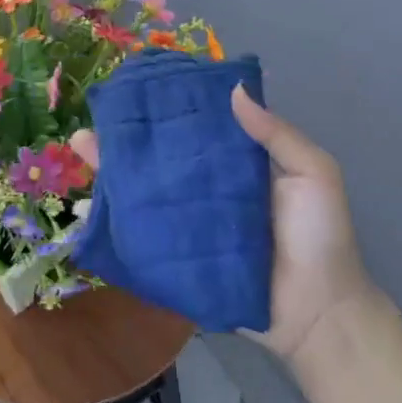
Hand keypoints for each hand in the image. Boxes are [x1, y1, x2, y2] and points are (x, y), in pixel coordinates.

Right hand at [69, 87, 384, 369]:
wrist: (318, 314)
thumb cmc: (320, 237)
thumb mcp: (313, 174)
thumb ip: (276, 134)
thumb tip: (232, 90)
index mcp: (235, 162)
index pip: (195, 128)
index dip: (168, 108)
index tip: (137, 88)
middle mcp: (205, 187)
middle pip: (160, 157)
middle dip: (126, 138)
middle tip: (94, 119)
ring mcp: (188, 222)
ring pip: (144, 191)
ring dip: (111, 172)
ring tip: (80, 148)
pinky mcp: (177, 256)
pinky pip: (142, 233)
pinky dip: (114, 219)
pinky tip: (86, 203)